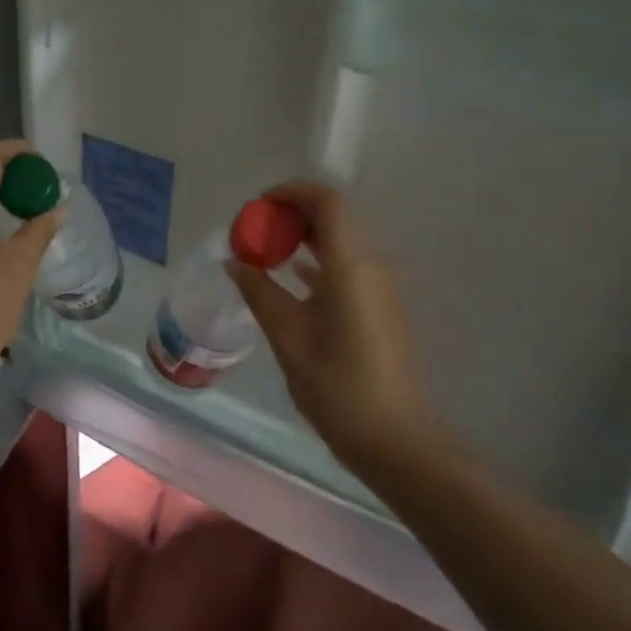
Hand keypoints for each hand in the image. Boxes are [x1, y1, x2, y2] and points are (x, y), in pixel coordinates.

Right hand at [226, 182, 435, 474]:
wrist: (394, 438)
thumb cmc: (337, 387)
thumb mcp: (288, 337)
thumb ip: (260, 292)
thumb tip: (235, 262)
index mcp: (351, 266)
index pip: (327, 202)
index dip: (290, 193)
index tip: (256, 207)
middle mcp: (372, 266)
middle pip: (335, 217)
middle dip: (292, 214)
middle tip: (253, 230)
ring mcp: (380, 287)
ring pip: (341, 241)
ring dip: (304, 237)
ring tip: (264, 251)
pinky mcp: (379, 307)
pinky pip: (346, 266)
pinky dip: (317, 260)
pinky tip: (289, 277)